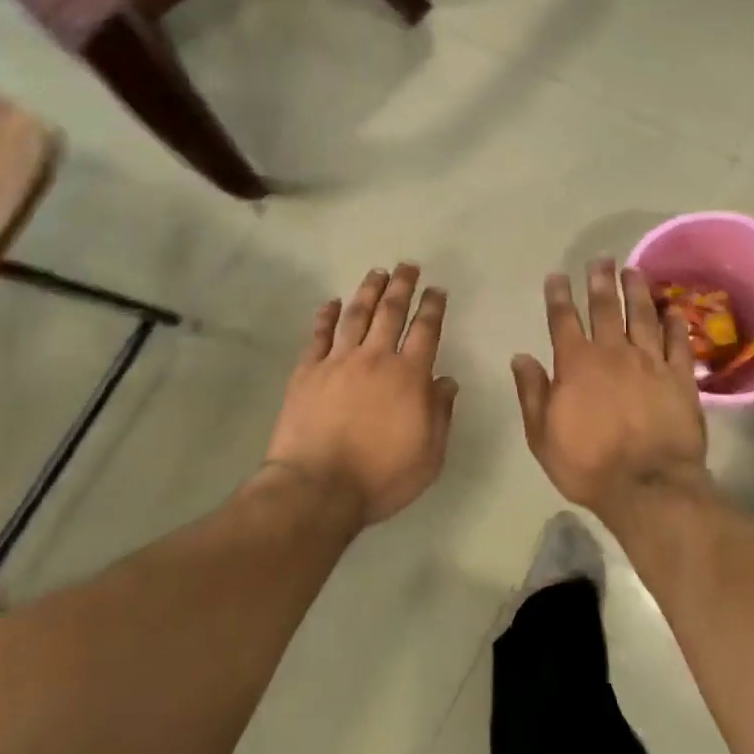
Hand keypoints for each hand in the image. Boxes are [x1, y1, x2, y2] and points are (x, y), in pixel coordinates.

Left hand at [264, 264, 458, 527]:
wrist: (318, 488)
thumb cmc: (380, 477)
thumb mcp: (429, 456)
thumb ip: (440, 414)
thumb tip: (446, 381)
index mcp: (408, 376)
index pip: (425, 331)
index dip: (433, 306)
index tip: (437, 289)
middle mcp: (374, 359)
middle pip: (390, 312)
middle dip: (402, 286)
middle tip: (408, 265)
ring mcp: (337, 362)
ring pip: (356, 315)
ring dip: (368, 291)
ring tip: (376, 272)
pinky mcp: (307, 371)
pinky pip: (318, 335)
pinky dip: (325, 316)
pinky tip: (330, 302)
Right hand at [511, 259, 710, 527]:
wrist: (648, 487)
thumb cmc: (588, 465)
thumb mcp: (542, 434)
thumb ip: (532, 392)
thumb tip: (520, 356)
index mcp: (576, 364)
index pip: (563, 320)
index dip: (558, 296)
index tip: (557, 275)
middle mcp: (613, 353)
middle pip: (605, 308)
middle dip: (600, 281)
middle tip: (601, 258)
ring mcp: (650, 362)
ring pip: (643, 316)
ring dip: (637, 291)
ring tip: (634, 271)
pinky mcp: (681, 378)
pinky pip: (679, 342)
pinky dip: (675, 322)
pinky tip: (672, 308)